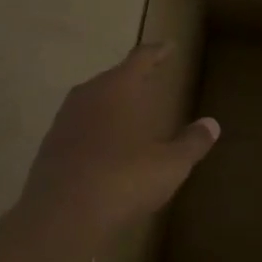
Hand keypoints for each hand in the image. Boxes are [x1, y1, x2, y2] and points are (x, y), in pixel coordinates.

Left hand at [20, 44, 218, 235]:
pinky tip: (106, 146)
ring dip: (112, 104)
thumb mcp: (170, 164)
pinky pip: (80, 127)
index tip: (168, 45)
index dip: (157, 52)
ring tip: (130, 111)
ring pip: (93, 101)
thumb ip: (191, 142)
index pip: (141, 59)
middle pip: (113, 77)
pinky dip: (96, 129)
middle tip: (151, 78)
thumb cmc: (123, 179)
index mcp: (118, 88)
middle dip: (133, 77)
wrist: (61, 216)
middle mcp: (88, 95)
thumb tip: (211, 125)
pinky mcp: (50, 147)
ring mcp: (65, 121)